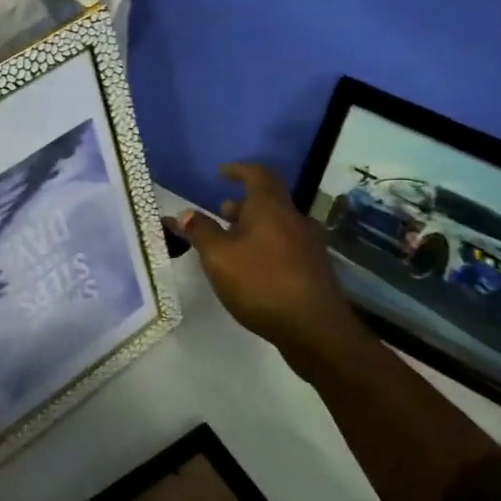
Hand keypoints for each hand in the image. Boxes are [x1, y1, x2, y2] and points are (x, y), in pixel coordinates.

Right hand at [167, 163, 353, 354]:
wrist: (315, 329)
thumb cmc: (262, 283)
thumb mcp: (219, 257)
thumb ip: (200, 232)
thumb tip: (185, 214)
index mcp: (272, 208)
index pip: (258, 175)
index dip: (238, 170)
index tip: (221, 173)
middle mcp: (295, 220)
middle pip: (268, 202)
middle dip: (242, 205)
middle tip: (220, 214)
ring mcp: (309, 246)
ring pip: (277, 226)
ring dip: (253, 228)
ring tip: (231, 244)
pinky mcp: (314, 270)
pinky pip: (285, 246)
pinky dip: (266, 247)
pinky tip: (252, 269)